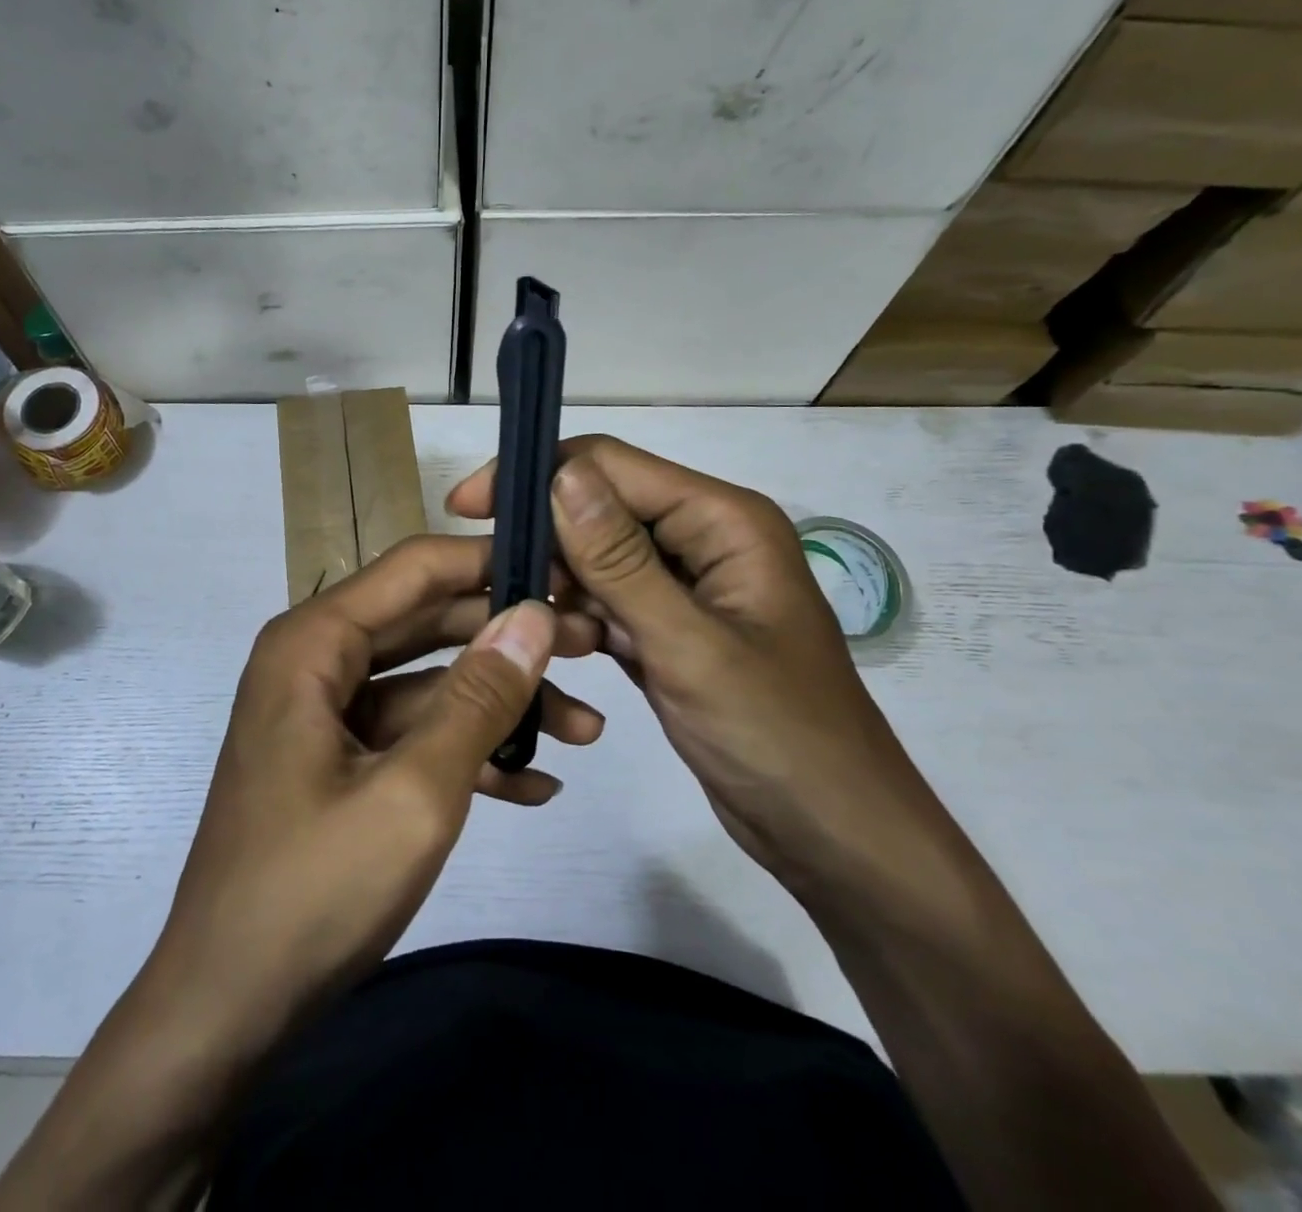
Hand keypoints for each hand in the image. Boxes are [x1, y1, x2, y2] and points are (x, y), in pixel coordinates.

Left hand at [143, 534, 603, 1043]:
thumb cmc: (313, 891)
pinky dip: (468, 750)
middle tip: (595, 646)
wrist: (227, 1009)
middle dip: (510, 635)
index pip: (417, 567)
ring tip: (586, 729)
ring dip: (501, 702)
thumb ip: (477, 698)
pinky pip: (411, 734)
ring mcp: (327, 713)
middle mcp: (316, 661)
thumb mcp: (415, 793)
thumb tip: (535, 614)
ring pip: (428, 682)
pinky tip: (535, 784)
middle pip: (428, 620)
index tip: (568, 575)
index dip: (494, 562)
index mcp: (314, 643)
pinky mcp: (339, 761)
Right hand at [448, 436, 953, 894]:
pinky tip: (552, 647)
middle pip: (601, 508)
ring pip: (597, 558)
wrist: (833, 836)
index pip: (611, 465)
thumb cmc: (777, 736)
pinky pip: (607, 603)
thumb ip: (621, 560)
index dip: (537, 475)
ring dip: (558, 585)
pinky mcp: (669, 629)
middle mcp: (703, 539)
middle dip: (543, 536)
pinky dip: (577, 619)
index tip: (468, 507)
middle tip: (486, 578)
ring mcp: (686, 587)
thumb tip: (561, 475)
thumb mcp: (689, 645)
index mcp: (723, 520)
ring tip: (523, 626)